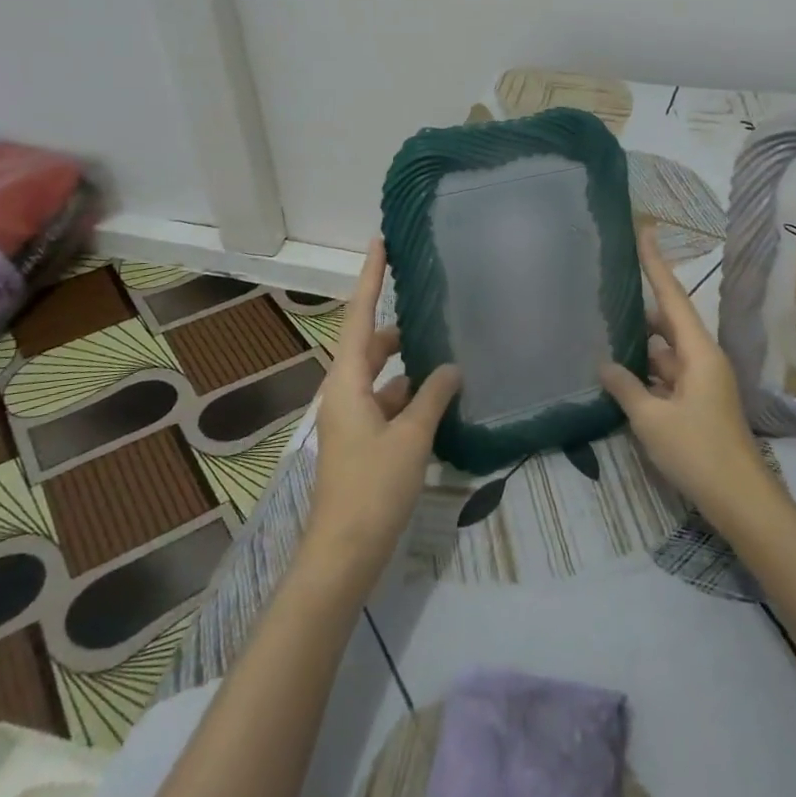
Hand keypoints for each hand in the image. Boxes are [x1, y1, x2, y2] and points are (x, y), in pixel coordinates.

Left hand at [302, 239, 460, 585]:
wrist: (343, 553)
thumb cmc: (373, 487)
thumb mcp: (411, 437)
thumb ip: (433, 395)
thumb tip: (451, 367)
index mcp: (346, 381)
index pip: (358, 315)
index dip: (370, 277)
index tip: (380, 242)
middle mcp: (344, 391)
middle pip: (371, 344)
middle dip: (399, 325)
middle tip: (433, 304)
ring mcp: (352, 418)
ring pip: (382, 375)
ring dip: (409, 364)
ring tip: (447, 350)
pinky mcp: (362, 441)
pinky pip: (387, 402)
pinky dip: (410, 395)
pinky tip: (441, 398)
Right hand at [600, 229, 768, 521]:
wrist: (740, 500)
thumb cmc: (698, 452)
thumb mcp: (652, 419)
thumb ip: (626, 387)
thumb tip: (605, 363)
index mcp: (698, 352)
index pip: (671, 297)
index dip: (656, 263)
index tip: (645, 230)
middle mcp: (702, 359)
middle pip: (669, 321)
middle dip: (641, 305)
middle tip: (609, 286)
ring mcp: (702, 382)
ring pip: (666, 351)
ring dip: (641, 344)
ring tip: (605, 328)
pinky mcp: (698, 403)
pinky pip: (668, 375)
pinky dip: (647, 371)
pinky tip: (620, 374)